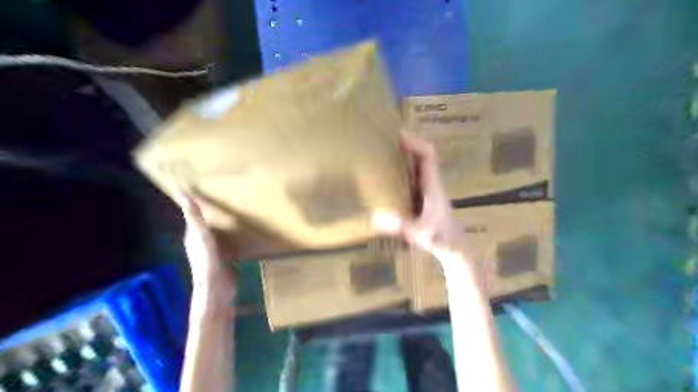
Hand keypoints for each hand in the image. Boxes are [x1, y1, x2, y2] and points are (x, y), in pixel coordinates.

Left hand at [176, 192, 238, 309]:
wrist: (216, 288)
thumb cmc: (207, 259)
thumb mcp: (199, 233)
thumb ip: (193, 215)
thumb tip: (180, 190)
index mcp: (193, 235)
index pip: (192, 214)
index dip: (195, 201)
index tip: (199, 188)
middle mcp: (200, 242)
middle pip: (205, 223)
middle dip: (209, 211)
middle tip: (220, 196)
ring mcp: (213, 252)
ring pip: (216, 232)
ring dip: (221, 223)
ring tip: (233, 211)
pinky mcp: (224, 259)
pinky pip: (227, 242)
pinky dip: (232, 236)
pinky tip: (241, 234)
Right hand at [370, 134, 461, 258]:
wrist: (455, 247)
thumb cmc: (441, 239)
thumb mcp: (419, 234)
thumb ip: (401, 226)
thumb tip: (376, 216)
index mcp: (433, 185)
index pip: (428, 155)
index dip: (415, 142)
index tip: (398, 135)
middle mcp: (432, 183)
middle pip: (423, 155)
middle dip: (407, 144)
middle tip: (385, 140)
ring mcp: (429, 189)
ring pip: (419, 164)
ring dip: (406, 155)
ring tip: (384, 152)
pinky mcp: (425, 196)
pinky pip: (415, 175)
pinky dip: (404, 168)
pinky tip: (390, 175)